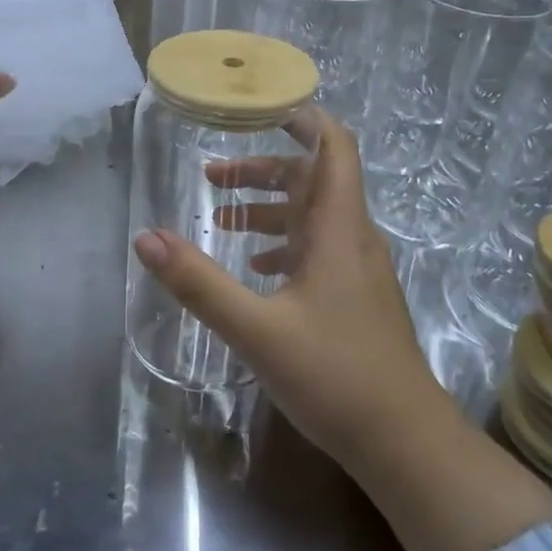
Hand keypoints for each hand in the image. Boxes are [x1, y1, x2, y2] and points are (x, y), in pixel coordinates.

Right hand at [131, 109, 439, 478]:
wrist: (406, 444)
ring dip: (269, 209)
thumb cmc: (336, 376)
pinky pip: (317, 251)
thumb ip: (199, 283)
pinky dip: (283, 245)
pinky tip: (256, 270)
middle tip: (212, 177)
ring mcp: (358, 270)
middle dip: (263, 169)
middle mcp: (352, 238)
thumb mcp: (256, 328)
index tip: (260, 106)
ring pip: (312, 217)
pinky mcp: (356, 299)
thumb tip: (145, 236)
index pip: (333, 147)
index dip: (303, 117)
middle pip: (312, 179)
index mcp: (337, 228)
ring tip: (221, 220)